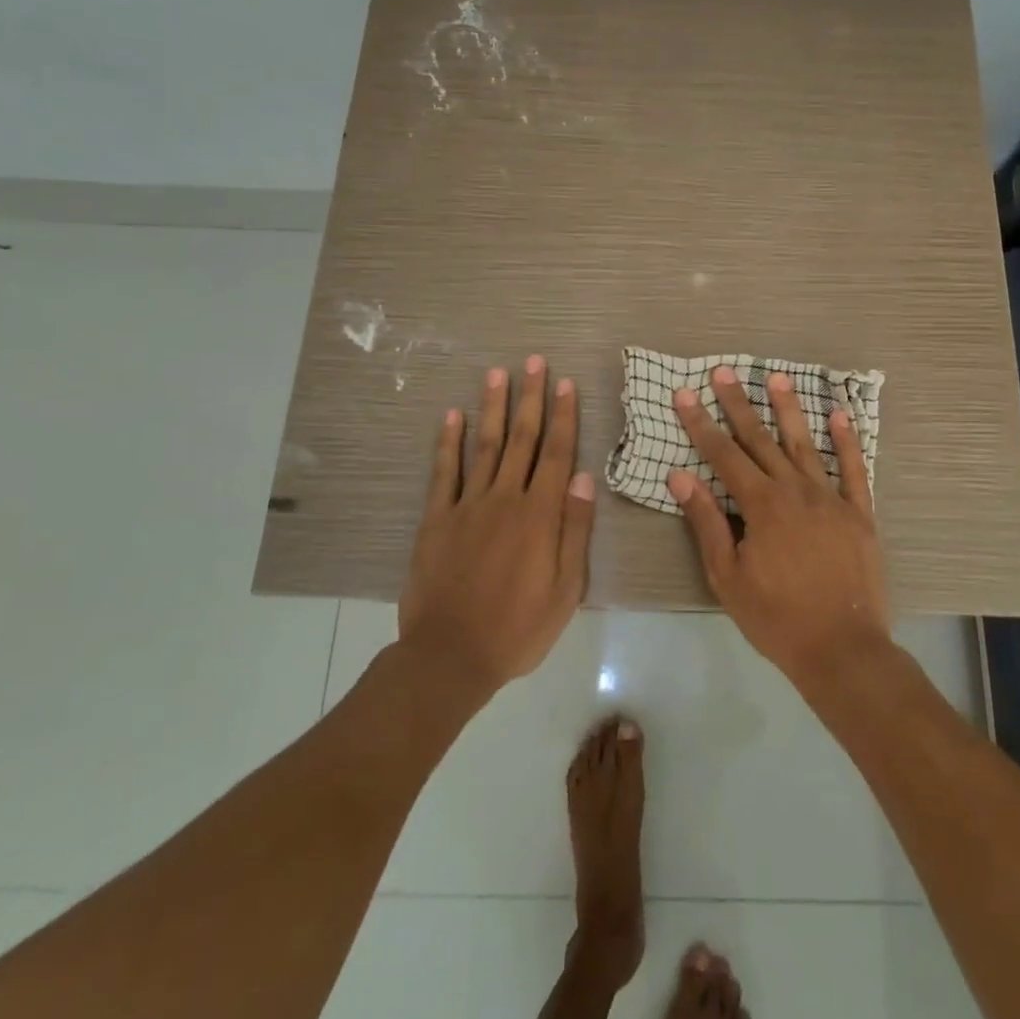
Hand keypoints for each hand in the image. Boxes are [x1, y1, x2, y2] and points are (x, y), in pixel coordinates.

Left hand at [399, 355, 595, 698]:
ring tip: (497, 374)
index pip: (556, 454)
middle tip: (534, 361)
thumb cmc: (518, 628)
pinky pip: (443, 473)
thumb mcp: (565, 589)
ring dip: (493, 408)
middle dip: (530, 398)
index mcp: (540, 515)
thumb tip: (583, 478)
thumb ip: (574, 530)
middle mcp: (504, 499)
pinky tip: (452, 416)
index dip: (563, 416)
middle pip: (522, 439)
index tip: (567, 384)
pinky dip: (447, 442)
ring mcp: (467, 506)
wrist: (450, 656)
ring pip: (485, 446)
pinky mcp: (436, 519)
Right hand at [667, 367, 890, 688]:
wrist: (841, 649)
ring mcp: (831, 498)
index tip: (684, 394)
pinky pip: (855, 469)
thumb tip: (680, 476)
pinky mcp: (860, 513)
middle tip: (723, 372)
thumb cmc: (776, 617)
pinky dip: (848, 440)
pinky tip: (840, 414)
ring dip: (789, 410)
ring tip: (777, 378)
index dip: (701, 423)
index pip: (724, 455)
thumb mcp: (727, 576)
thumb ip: (706, 522)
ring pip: (805, 445)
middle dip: (738, 405)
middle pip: (761, 440)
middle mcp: (796, 490)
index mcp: (761, 505)